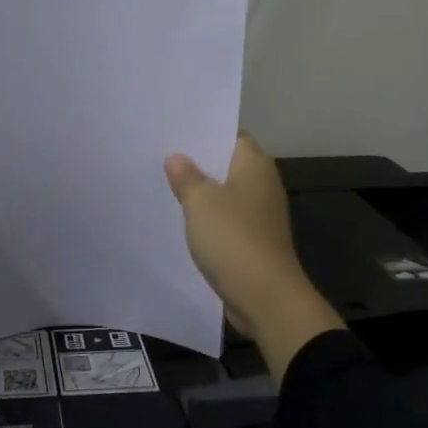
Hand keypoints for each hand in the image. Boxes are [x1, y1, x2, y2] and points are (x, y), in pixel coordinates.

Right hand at [165, 132, 342, 375]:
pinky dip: (208, 218)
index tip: (176, 130)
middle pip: (227, 164)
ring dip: (201, 192)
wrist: (265, 297)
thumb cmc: (233, 238)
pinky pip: (226, 219)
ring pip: (225, 193)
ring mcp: (260, 214)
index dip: (206, 131)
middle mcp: (262, 185)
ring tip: (166, 184)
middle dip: (198, 162)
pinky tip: (183, 220)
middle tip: (162, 154)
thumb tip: (177, 158)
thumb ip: (187, 177)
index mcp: (254, 165)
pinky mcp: (253, 240)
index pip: (232, 135)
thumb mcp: (201, 202)